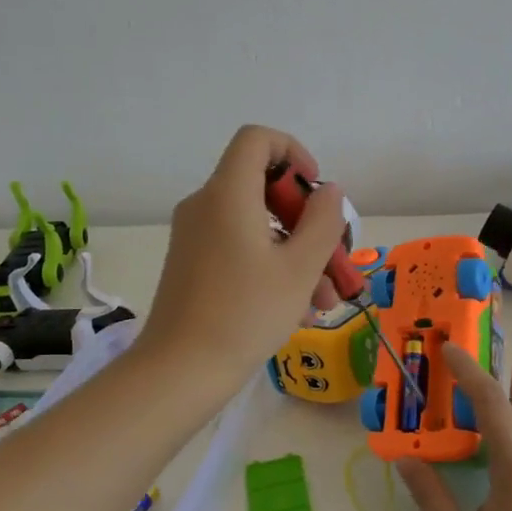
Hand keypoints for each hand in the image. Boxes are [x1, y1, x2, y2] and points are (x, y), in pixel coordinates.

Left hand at [134, 125, 345, 392]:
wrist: (179, 371)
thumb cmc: (245, 313)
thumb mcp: (300, 268)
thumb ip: (323, 221)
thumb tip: (329, 191)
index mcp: (228, 194)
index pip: (257, 139)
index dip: (293, 152)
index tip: (315, 191)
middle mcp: (205, 205)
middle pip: (262, 187)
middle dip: (305, 219)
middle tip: (332, 257)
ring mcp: (195, 235)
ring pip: (256, 225)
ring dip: (295, 252)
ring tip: (324, 298)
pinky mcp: (191, 263)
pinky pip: (238, 247)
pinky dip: (270, 265)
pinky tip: (299, 309)